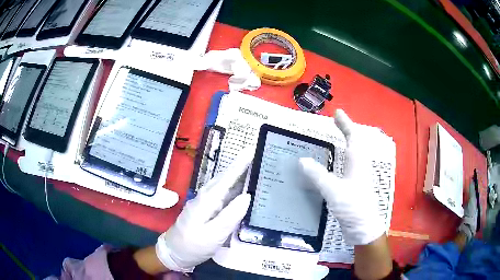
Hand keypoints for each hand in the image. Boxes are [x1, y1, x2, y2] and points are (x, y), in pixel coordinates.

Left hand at [156, 153, 251, 271]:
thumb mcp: (213, 234)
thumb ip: (230, 215)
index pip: (227, 177)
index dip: (240, 164)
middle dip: (240, 165)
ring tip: (252, 167)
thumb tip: (247, 196)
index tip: (252, 149)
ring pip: (223, 184)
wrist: (174, 252)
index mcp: (207, 200)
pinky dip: (233, 187)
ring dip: (237, 174)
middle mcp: (205, 197)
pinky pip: (222, 194)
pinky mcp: (206, 209)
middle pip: (225, 177)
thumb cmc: (193, 245)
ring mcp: (205, 203)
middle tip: (256, 155)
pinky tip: (240, 188)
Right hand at [299, 109, 385, 244]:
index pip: (353, 136)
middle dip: (346, 131)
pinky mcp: (353, 188)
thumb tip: (302, 160)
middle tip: (334, 123)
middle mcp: (360, 166)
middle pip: (355, 143)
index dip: (345, 123)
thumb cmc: (353, 207)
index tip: (337, 113)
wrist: (363, 229)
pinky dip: (339, 160)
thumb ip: (318, 175)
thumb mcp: (334, 190)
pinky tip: (331, 167)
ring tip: (332, 140)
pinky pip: (346, 167)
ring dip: (344, 144)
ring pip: (352, 155)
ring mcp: (357, 178)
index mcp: (358, 162)